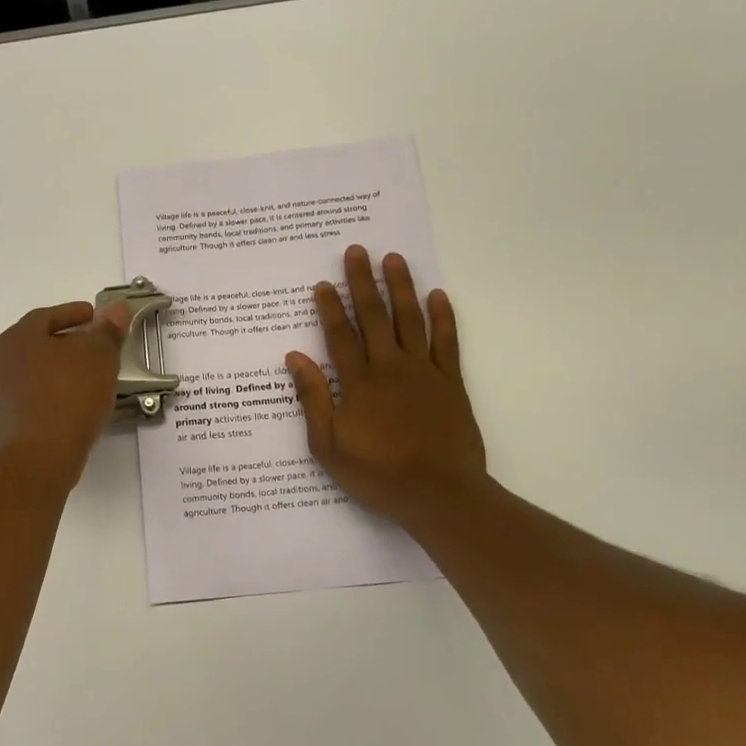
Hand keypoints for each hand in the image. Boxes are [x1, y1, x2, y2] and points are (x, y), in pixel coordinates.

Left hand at [0, 299, 130, 484]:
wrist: (40, 456)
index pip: (46, 316)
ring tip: (86, 379)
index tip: (94, 317)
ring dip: (57, 372)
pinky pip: (32, 401)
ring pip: (33, 374)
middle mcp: (1, 362)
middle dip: (65, 343)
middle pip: (37, 345)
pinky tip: (72, 407)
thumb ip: (107, 330)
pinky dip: (52, 398)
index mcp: (18, 338)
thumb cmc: (70, 394)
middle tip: (92, 347)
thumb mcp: (99, 356)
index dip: (73, 313)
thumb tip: (116, 308)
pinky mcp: (5, 425)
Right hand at [285, 246, 492, 530]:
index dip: (330, 307)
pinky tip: (438, 295)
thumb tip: (295, 358)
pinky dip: (443, 317)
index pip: (340, 336)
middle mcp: (390, 368)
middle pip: (374, 316)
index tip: (322, 283)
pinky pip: (446, 341)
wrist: (440, 495)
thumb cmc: (378, 475)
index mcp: (358, 383)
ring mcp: (424, 372)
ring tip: (394, 259)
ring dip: (401, 287)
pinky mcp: (450, 382)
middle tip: (357, 251)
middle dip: (362, 282)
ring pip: (410, 319)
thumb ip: (313, 399)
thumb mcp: (328, 446)